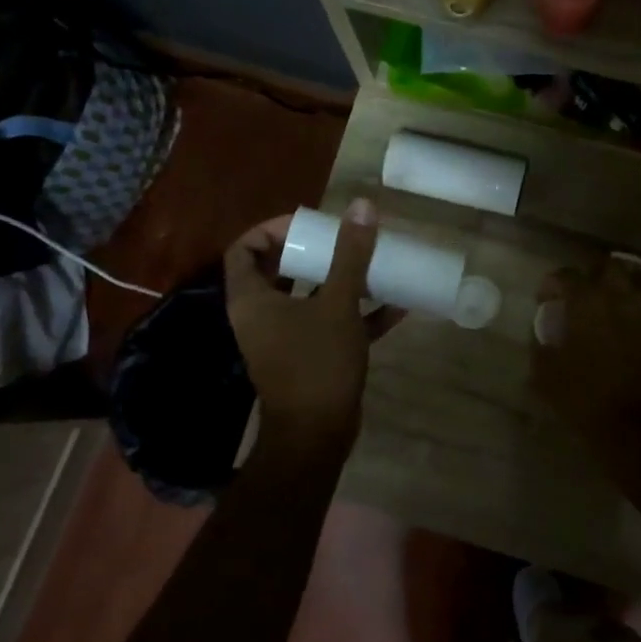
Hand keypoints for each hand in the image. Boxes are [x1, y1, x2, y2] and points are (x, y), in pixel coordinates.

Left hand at [224, 200, 402, 452]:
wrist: (318, 435)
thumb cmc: (317, 363)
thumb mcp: (337, 304)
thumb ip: (350, 255)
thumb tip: (361, 206)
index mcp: (252, 300)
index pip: (244, 250)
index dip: (271, 229)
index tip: (308, 224)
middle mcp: (262, 316)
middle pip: (278, 271)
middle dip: (312, 253)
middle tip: (343, 239)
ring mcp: (286, 339)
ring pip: (308, 298)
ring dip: (338, 281)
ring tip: (370, 262)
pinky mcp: (310, 359)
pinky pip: (330, 326)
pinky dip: (356, 315)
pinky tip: (396, 305)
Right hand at [531, 257, 640, 443]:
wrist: (637, 428)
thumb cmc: (584, 397)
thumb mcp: (547, 375)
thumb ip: (542, 348)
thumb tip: (543, 338)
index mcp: (588, 302)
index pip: (567, 276)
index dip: (551, 283)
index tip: (542, 299)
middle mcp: (621, 300)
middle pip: (608, 269)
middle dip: (591, 276)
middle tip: (576, 296)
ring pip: (629, 291)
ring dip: (613, 296)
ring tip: (598, 316)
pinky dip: (629, 320)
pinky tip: (618, 338)